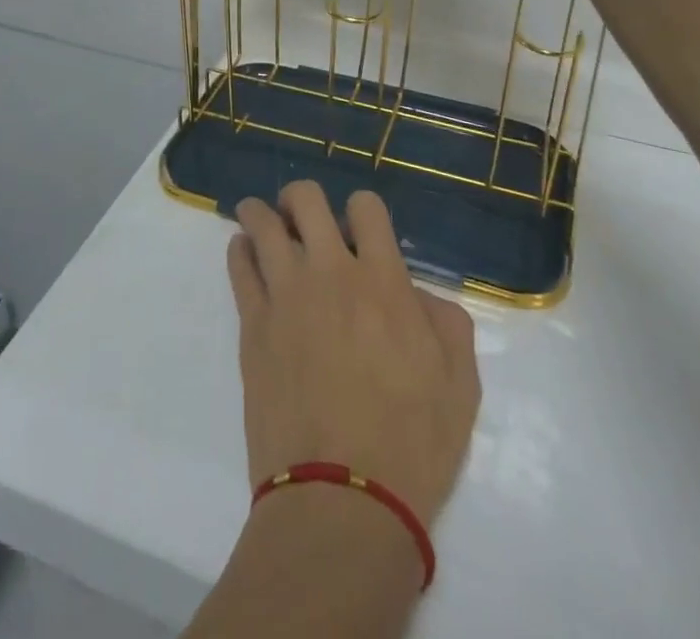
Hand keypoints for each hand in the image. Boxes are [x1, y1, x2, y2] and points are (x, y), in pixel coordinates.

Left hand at [226, 182, 481, 523]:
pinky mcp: (252, 325)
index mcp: (383, 280)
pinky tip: (245, 255)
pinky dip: (240, 250)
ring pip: (262, 223)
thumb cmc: (412, 445)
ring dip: (262, 214)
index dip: (362, 208)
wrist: (342, 501)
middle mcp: (330, 272)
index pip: (365, 206)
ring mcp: (285, 295)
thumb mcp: (461, 385)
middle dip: (302, 198)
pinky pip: (237, 266)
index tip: (358, 229)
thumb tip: (418, 294)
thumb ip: (446, 323)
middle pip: (304, 198)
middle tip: (303, 218)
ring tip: (263, 222)